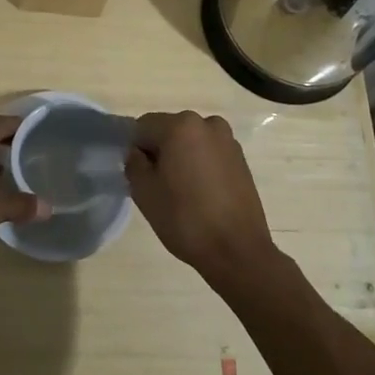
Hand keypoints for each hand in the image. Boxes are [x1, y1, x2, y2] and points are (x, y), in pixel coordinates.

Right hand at [126, 111, 277, 285]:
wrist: (237, 251)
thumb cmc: (185, 219)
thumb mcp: (144, 193)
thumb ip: (133, 164)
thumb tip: (138, 153)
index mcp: (181, 126)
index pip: (142, 127)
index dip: (135, 150)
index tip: (139, 176)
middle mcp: (207, 123)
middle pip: (169, 130)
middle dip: (159, 152)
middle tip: (158, 186)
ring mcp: (228, 140)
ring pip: (190, 142)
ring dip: (181, 157)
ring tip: (182, 191)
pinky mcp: (241, 159)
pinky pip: (209, 153)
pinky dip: (200, 165)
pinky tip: (202, 194)